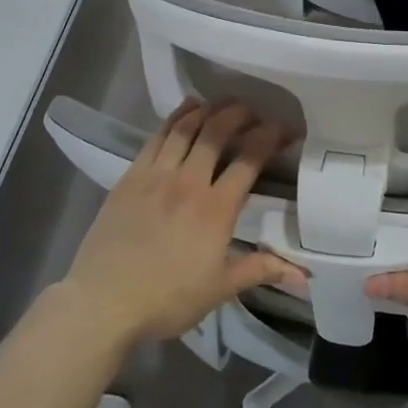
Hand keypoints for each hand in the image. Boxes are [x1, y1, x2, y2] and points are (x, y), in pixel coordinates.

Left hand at [50, 100, 301, 352]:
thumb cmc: (168, 298)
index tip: (286, 130)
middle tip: (255, 112)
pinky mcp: (129, 178)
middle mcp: (187, 181)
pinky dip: (174, 118)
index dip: (271, 137)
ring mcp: (154, 176)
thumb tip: (305, 276)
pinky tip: (185, 111)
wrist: (102, 303)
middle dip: (240, 114)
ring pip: (185, 127)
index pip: (249, 158)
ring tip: (224, 103)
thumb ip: (262, 270)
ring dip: (208, 110)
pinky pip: (155, 137)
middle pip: (217, 132)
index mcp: (216, 208)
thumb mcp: (221, 288)